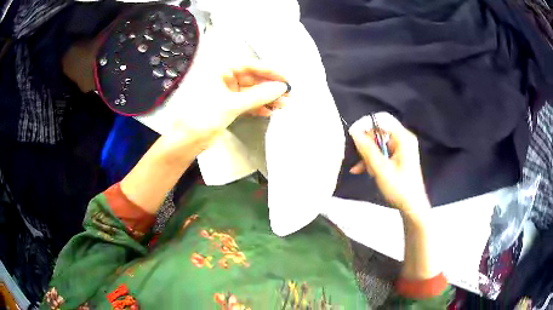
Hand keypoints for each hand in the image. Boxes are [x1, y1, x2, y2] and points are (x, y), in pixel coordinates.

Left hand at [169, 60, 288, 148]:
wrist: (186, 141)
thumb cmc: (203, 117)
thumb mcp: (231, 104)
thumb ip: (258, 95)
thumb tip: (282, 88)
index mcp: (220, 71)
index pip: (250, 66)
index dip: (269, 72)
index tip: (285, 79)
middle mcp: (224, 79)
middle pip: (252, 79)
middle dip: (270, 87)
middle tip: (288, 94)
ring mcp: (226, 94)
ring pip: (251, 93)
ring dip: (267, 99)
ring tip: (284, 105)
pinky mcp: (228, 107)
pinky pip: (247, 104)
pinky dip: (258, 107)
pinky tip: (269, 112)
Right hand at [348, 113, 430, 216]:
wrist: (412, 206)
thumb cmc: (399, 188)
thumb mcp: (381, 169)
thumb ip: (367, 150)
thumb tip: (354, 132)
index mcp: (403, 138)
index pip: (383, 119)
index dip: (366, 124)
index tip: (353, 135)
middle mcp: (403, 139)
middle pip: (380, 131)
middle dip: (367, 144)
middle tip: (359, 158)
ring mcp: (402, 148)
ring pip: (379, 143)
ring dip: (368, 155)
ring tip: (361, 169)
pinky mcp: (399, 156)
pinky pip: (382, 151)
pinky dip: (373, 159)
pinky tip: (363, 170)